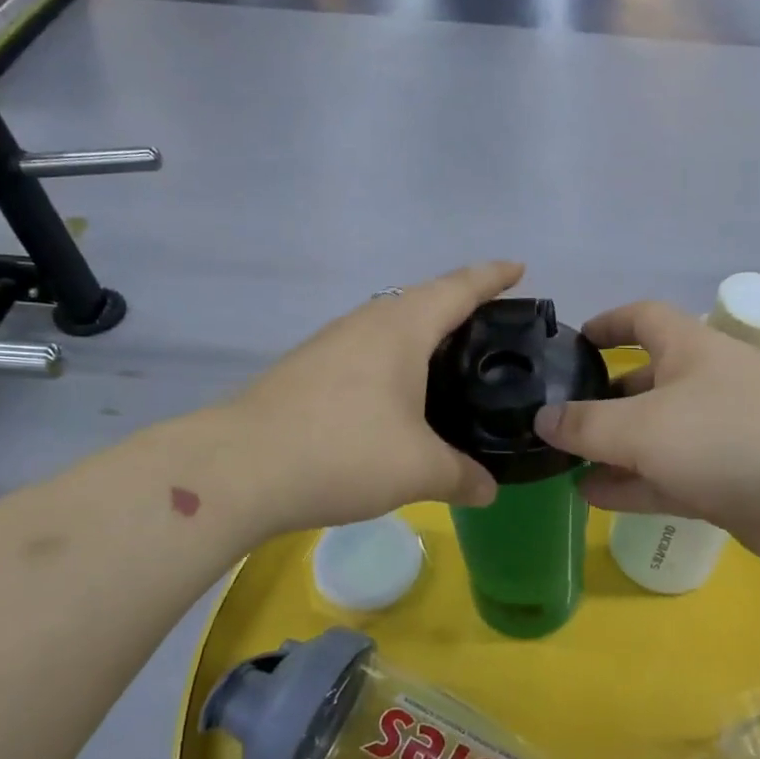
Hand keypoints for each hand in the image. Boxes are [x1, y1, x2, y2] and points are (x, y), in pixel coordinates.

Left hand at [221, 262, 522, 537]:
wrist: (240, 467)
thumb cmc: (343, 452)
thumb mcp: (418, 469)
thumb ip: (461, 476)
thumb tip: (488, 489)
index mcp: (401, 328)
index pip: (458, 288)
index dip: (493, 276)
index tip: (519, 268)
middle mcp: (365, 322)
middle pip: (422, 300)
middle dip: (458, 305)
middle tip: (490, 328)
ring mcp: (329, 344)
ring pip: (388, 326)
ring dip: (420, 335)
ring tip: (447, 362)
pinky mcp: (305, 370)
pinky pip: (364, 352)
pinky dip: (391, 362)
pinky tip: (394, 396)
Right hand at [534, 301, 759, 566]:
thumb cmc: (729, 435)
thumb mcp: (643, 426)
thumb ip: (586, 424)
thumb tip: (541, 418)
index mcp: (690, 349)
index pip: (643, 318)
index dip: (607, 324)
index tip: (572, 341)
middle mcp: (706, 385)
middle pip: (645, 383)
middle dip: (604, 400)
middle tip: (559, 421)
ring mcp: (722, 435)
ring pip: (655, 438)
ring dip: (613, 450)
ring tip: (564, 464)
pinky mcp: (732, 482)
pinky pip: (670, 478)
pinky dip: (634, 485)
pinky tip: (595, 496)